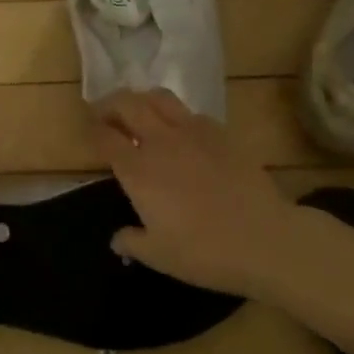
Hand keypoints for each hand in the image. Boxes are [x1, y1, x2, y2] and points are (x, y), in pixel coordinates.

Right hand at [92, 90, 299, 298]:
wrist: (264, 239)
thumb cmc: (204, 252)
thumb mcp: (159, 256)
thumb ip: (132, 242)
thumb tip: (117, 240)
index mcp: (138, 170)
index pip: (105, 137)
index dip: (93, 131)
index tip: (89, 131)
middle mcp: (160, 141)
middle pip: (127, 104)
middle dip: (110, 104)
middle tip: (106, 115)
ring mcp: (193, 131)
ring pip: (159, 97)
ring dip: (142, 100)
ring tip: (140, 113)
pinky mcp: (220, 132)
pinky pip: (190, 112)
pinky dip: (176, 116)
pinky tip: (182, 133)